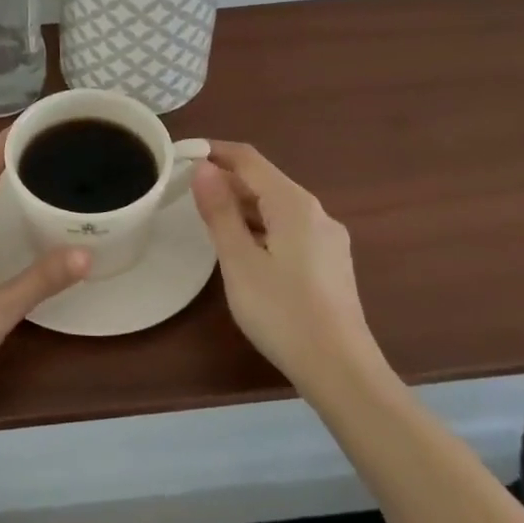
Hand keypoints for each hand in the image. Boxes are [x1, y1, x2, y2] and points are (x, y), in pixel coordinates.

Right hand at [191, 141, 373, 387]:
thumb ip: (220, 211)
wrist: (342, 371)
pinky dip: (262, 226)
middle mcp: (316, 212)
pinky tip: (245, 249)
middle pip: (265, 181)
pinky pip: (289, 228)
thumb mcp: (239, 262)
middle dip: (227, 180)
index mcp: (293, 203)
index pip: (248, 159)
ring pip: (278, 207)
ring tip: (209, 219)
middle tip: (187, 190)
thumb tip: (203, 167)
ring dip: (243, 205)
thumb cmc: (283, 313)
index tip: (181, 154)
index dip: (214, 151)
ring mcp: (328, 238)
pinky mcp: (331, 263)